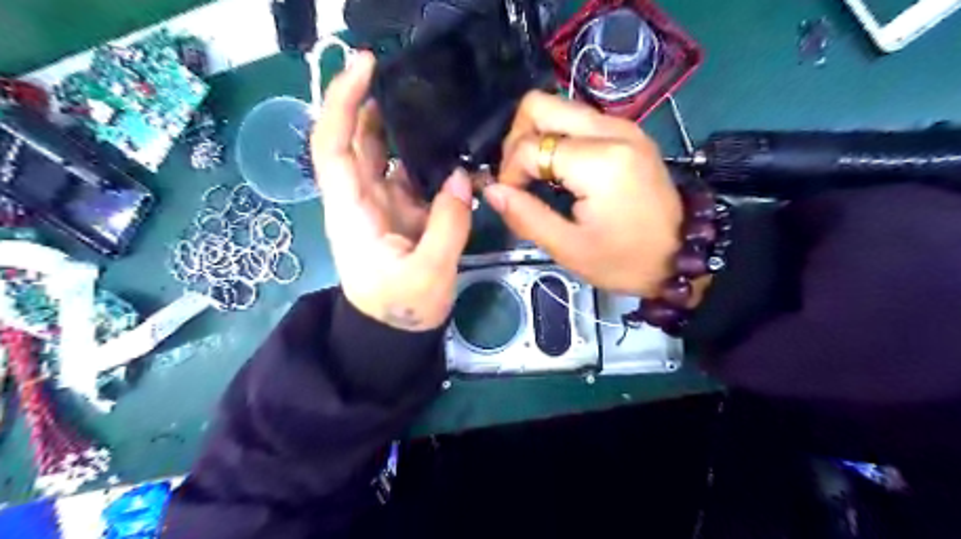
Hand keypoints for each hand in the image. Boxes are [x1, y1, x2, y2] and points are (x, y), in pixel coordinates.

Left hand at [315, 54, 474, 332]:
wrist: (395, 335)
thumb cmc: (401, 310)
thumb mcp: (429, 273)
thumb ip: (449, 225)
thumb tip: (464, 178)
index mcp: (353, 211)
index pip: (333, 146)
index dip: (342, 102)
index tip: (366, 67)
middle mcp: (361, 199)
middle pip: (357, 140)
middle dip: (373, 103)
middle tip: (410, 77)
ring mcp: (383, 204)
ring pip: (386, 155)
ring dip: (404, 128)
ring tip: (436, 107)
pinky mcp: (403, 212)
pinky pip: (412, 176)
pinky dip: (428, 160)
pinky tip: (451, 149)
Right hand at [490, 91, 682, 297]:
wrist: (681, 255)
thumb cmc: (625, 260)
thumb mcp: (570, 249)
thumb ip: (526, 216)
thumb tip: (491, 190)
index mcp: (599, 162)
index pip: (530, 146)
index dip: (509, 173)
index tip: (512, 200)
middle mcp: (611, 130)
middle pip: (540, 104)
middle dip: (517, 139)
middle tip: (520, 177)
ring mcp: (622, 126)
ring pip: (558, 107)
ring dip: (536, 137)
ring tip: (537, 176)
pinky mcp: (627, 131)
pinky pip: (578, 120)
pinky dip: (558, 139)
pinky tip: (560, 171)